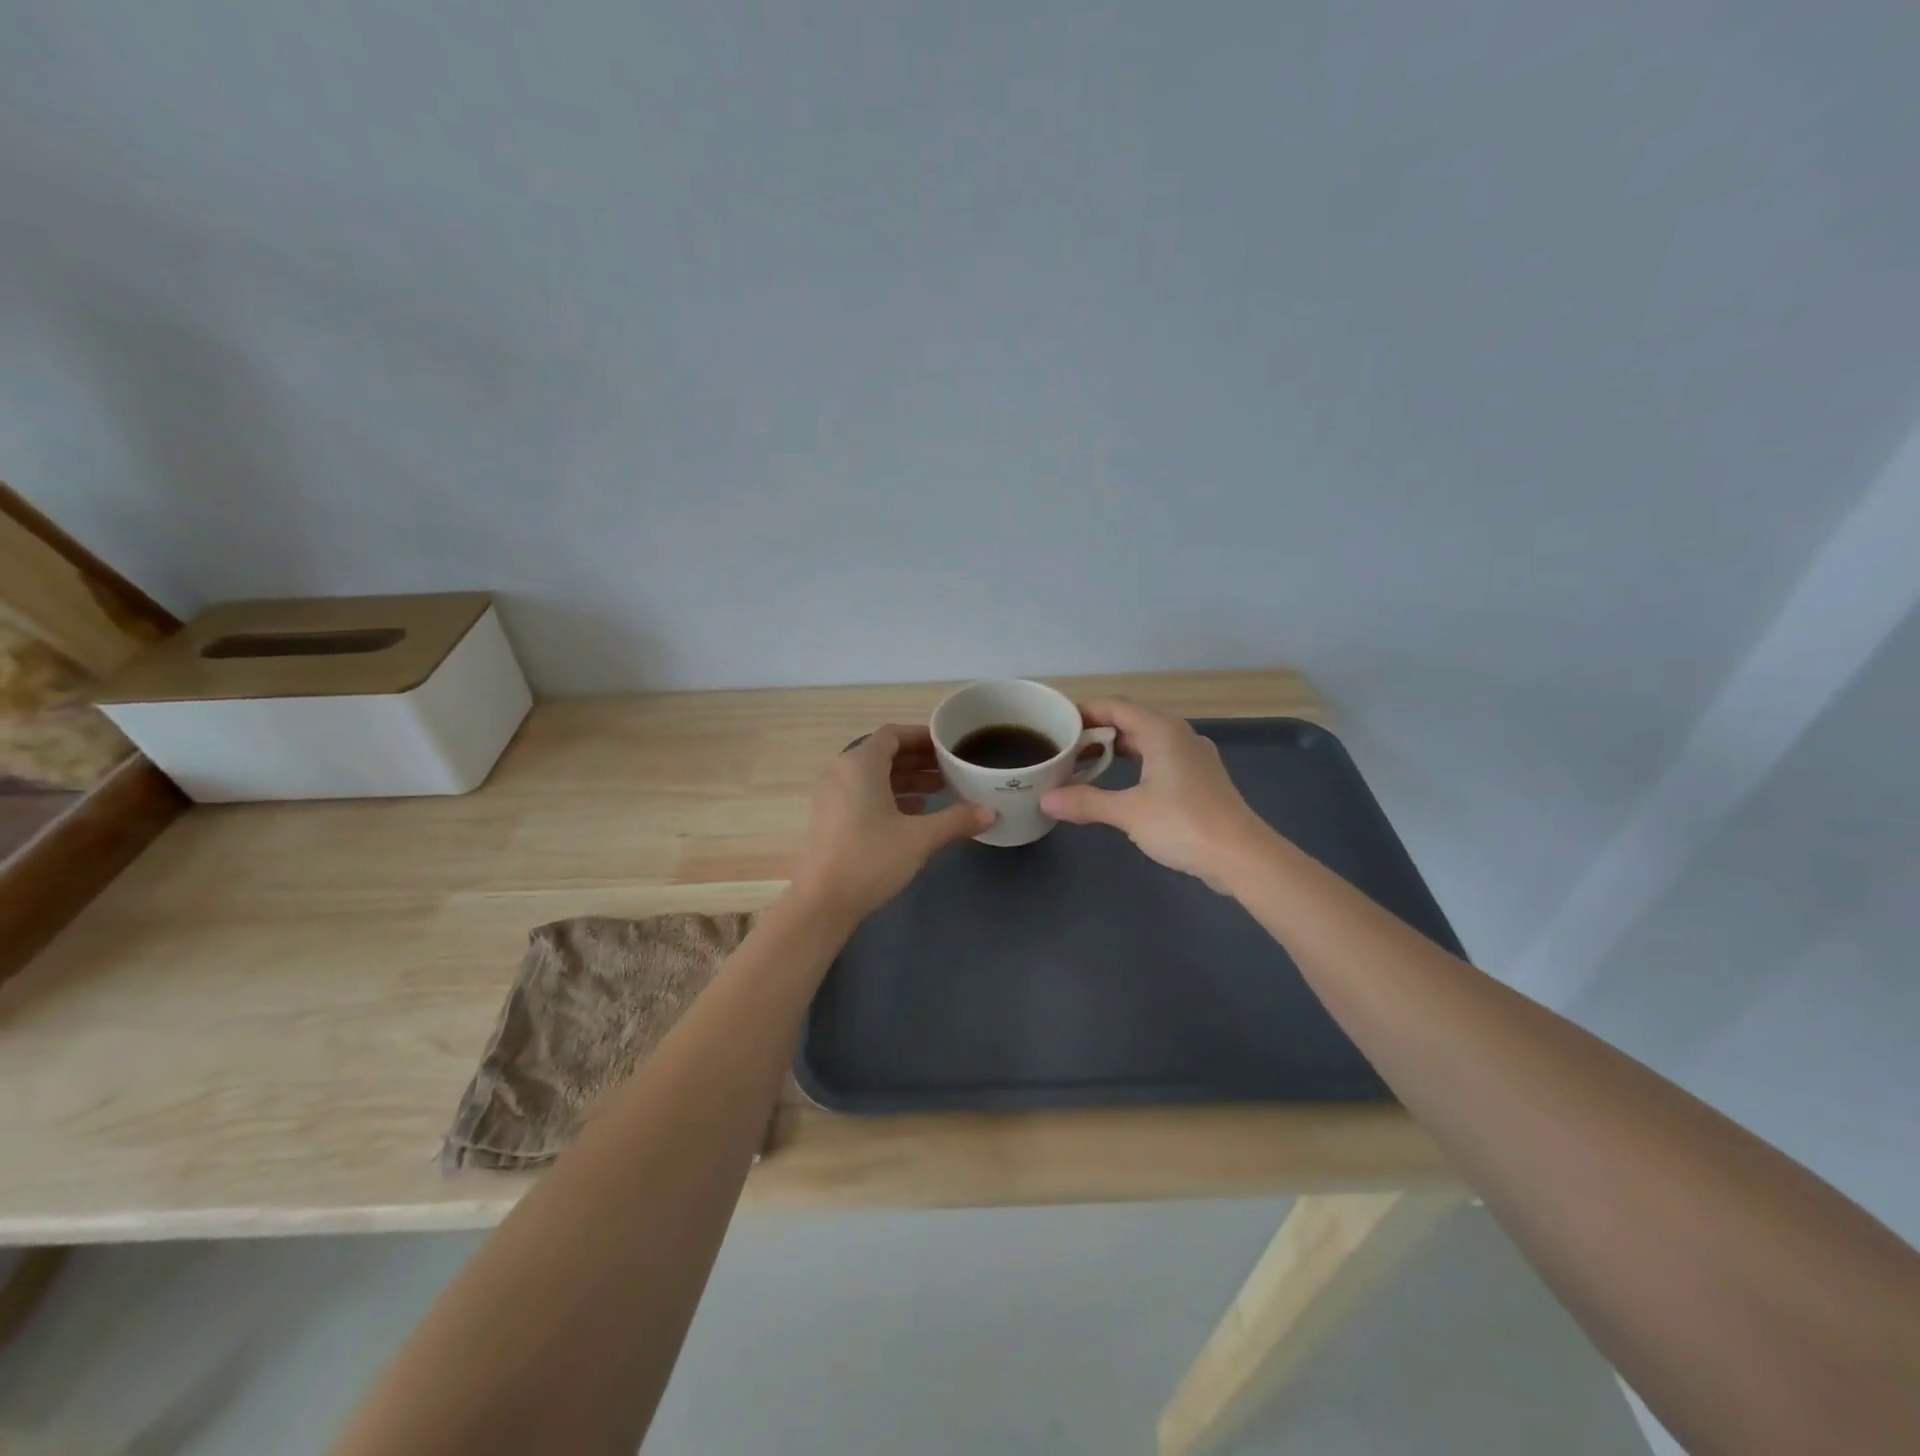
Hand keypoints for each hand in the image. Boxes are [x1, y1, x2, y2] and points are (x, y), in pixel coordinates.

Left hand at [789, 724, 993, 922]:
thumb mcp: (920, 838)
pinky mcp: (831, 819)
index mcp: (860, 765)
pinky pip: (864, 794)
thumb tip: (991, 812)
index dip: (921, 736)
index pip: (893, 734)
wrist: (823, 903)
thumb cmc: (871, 859)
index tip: (948, 745)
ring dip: (906, 779)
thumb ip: (956, 820)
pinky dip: (889, 796)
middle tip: (951, 768)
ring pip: (874, 776)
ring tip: (940, 789)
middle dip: (918, 759)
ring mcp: (832, 796)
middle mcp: (842, 772)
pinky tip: (915, 813)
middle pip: (884, 754)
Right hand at [1040, 699, 1266, 890]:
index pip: (1117, 707)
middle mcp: (1179, 736)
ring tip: (1086, 764)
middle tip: (1066, 747)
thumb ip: (1086, 802)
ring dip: (1118, 749)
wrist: (1242, 856)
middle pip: (1132, 721)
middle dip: (1098, 731)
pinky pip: (1160, 759)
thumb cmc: (1183, 824)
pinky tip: (1121, 784)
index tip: (1058, 722)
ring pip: (1148, 741)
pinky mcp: (1200, 780)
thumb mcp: (1128, 812)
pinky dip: (1136, 764)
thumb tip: (1046, 800)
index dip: (1086, 711)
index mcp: (1162, 731)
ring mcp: (1193, 758)